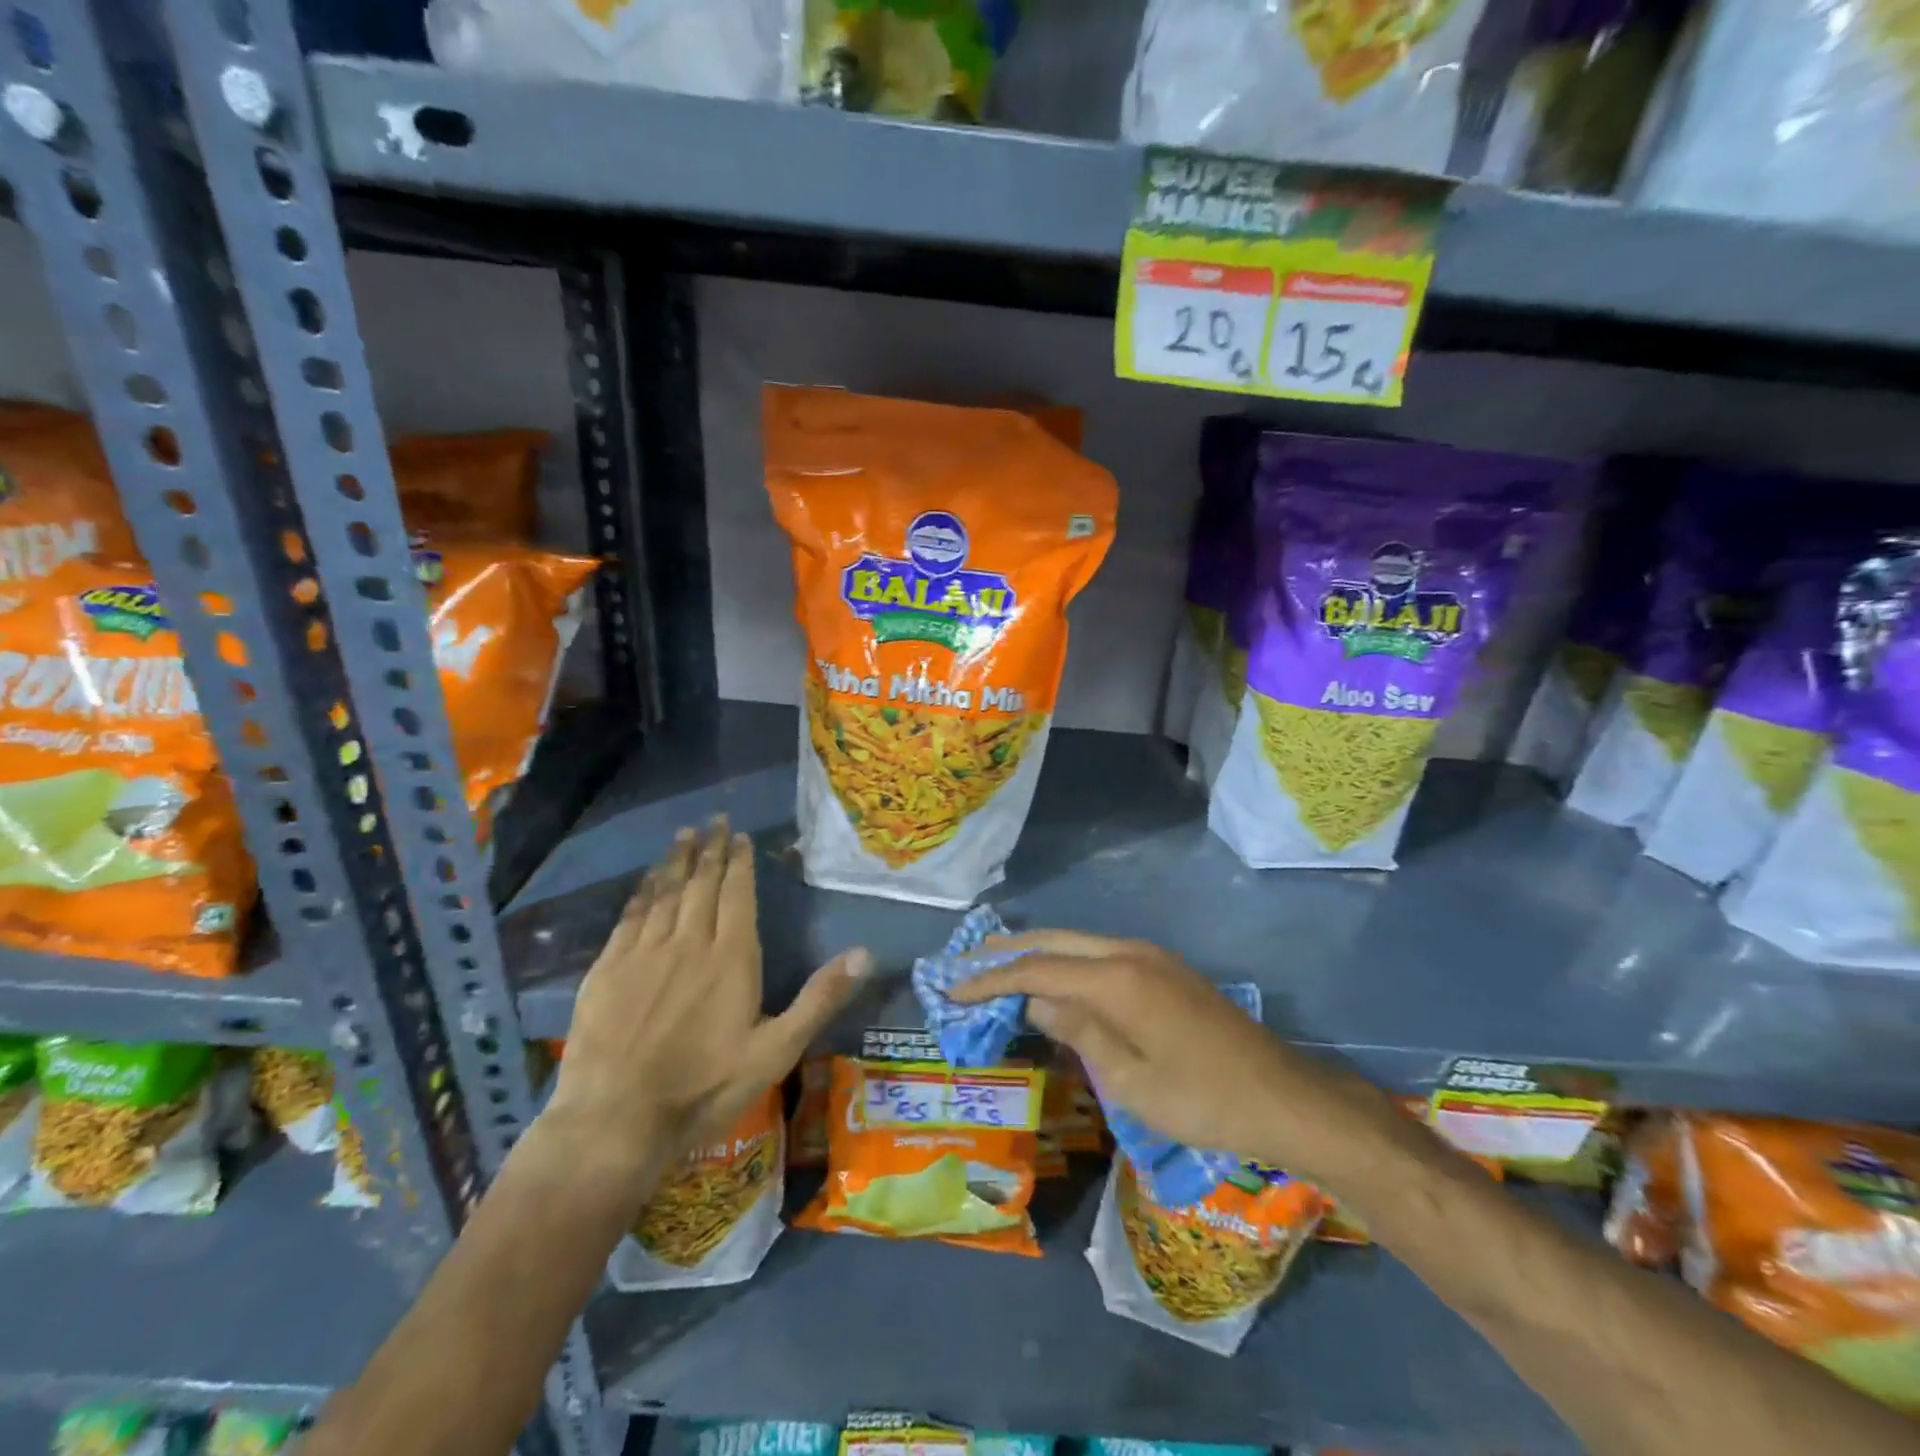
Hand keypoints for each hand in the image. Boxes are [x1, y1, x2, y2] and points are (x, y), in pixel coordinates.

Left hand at [544, 818, 870, 1182]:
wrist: (617, 1119)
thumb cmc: (705, 1087)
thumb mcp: (777, 1051)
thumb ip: (819, 998)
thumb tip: (864, 953)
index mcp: (731, 958)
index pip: (737, 895)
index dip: (740, 863)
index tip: (740, 836)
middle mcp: (688, 943)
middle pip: (701, 884)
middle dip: (710, 850)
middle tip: (714, 820)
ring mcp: (644, 953)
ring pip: (665, 893)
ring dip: (676, 861)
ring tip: (684, 835)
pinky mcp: (608, 969)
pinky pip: (630, 917)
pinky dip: (642, 892)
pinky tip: (647, 881)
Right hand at [951, 930, 1396, 1181]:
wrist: (1283, 1096)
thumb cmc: (1202, 1101)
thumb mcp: (1131, 1081)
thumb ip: (1079, 1031)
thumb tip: (1036, 998)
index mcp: (1117, 979)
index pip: (1037, 968)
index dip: (991, 978)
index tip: (953, 988)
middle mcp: (1130, 952)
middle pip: (1055, 940)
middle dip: (1008, 950)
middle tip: (966, 961)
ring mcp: (1151, 956)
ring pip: (1078, 942)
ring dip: (1038, 951)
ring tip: (999, 965)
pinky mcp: (1165, 969)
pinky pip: (1100, 953)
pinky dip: (1067, 960)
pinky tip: (1055, 977)